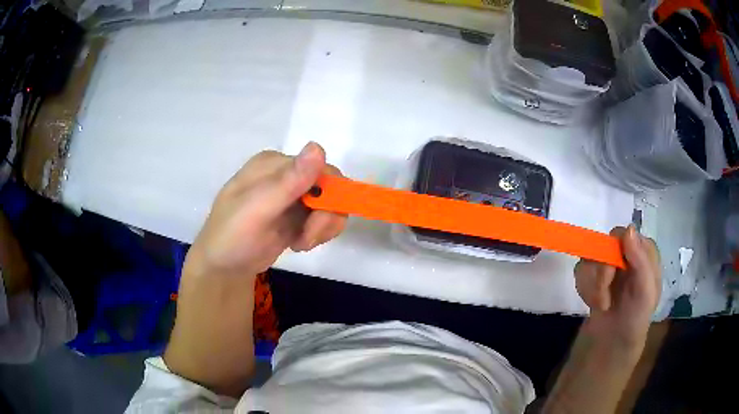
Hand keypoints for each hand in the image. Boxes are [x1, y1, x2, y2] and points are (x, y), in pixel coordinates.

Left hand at [185, 142, 346, 279]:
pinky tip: (298, 243)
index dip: (327, 195)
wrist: (223, 267)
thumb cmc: (233, 236)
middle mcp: (286, 175)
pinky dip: (318, 234)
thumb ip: (288, 181)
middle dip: (325, 216)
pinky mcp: (297, 216)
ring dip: (322, 228)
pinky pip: (324, 219)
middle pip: (330, 187)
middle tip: (308, 237)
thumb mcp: (258, 209)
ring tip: (301, 243)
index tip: (314, 222)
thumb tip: (318, 147)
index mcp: (274, 164)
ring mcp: (293, 196)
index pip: (320, 168)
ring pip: (331, 205)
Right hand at [574, 225, 660, 348]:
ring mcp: (608, 264)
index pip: (625, 234)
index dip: (616, 251)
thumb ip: (641, 261)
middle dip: (601, 272)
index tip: (614, 271)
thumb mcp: (646, 292)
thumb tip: (628, 229)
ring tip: (602, 304)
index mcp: (642, 251)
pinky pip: (580, 270)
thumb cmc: (636, 317)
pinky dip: (584, 289)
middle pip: (604, 244)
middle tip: (604, 294)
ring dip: (593, 285)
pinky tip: (593, 302)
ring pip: (590, 258)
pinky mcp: (592, 276)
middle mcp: (625, 253)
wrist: (614, 343)